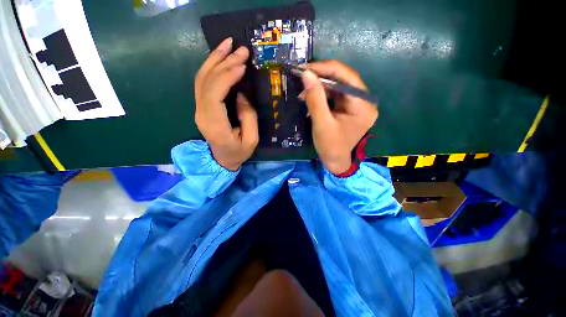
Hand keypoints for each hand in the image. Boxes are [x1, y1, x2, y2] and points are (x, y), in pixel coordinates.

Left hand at [195, 37, 258, 170]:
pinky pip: (202, 82)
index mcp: (214, 124)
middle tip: (240, 48)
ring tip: (228, 44)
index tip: (243, 64)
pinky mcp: (201, 106)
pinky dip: (211, 67)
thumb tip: (241, 94)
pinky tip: (220, 57)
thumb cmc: (238, 153)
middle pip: (207, 81)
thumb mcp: (251, 140)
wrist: (221, 160)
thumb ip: (248, 117)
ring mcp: (198, 108)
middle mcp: (202, 113)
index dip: (227, 76)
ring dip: (214, 59)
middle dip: (223, 61)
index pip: (215, 93)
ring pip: (201, 77)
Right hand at [300, 60, 377, 174]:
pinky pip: (335, 95)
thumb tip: (306, 74)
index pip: (347, 77)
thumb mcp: (321, 123)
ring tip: (303, 89)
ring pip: (338, 86)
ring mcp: (357, 104)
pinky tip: (310, 96)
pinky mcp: (349, 108)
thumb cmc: (330, 146)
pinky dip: (322, 94)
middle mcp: (364, 101)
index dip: (325, 69)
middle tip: (302, 75)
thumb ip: (315, 98)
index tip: (305, 68)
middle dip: (321, 77)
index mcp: (363, 106)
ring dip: (319, 86)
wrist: (335, 161)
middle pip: (343, 79)